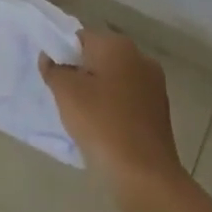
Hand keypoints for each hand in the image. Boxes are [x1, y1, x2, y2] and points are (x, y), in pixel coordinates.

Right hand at [41, 30, 185, 200]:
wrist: (144, 174)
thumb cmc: (101, 123)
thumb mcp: (65, 92)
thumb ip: (53, 68)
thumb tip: (51, 58)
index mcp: (118, 45)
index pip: (81, 37)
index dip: (62, 54)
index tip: (54, 78)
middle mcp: (140, 57)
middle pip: (99, 56)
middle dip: (81, 72)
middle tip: (64, 97)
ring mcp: (154, 84)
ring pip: (114, 79)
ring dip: (97, 91)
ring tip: (82, 116)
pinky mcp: (160, 110)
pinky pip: (127, 99)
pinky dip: (113, 107)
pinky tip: (102, 128)